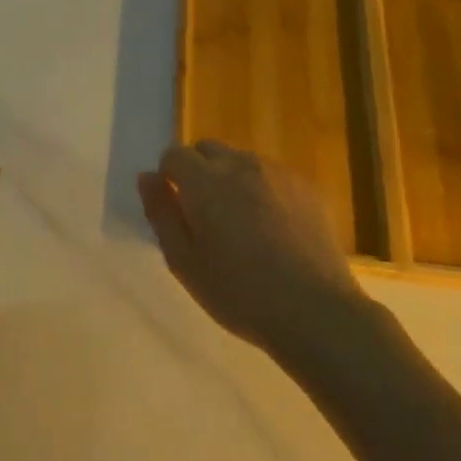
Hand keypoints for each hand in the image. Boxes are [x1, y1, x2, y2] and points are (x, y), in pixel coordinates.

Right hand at [138, 141, 366, 354]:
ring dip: (231, 180)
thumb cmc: (238, 292)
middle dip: (198, 171)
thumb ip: (161, 213)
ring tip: (241, 226)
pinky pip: (272, 177)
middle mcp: (241, 165)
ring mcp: (278, 173)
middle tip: (204, 216)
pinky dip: (262, 191)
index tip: (176, 208)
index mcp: (205, 181)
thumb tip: (147, 177)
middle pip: (208, 149)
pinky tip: (272, 231)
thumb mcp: (183, 261)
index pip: (174, 154)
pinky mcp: (307, 188)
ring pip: (242, 161)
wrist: (314, 310)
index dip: (169, 176)